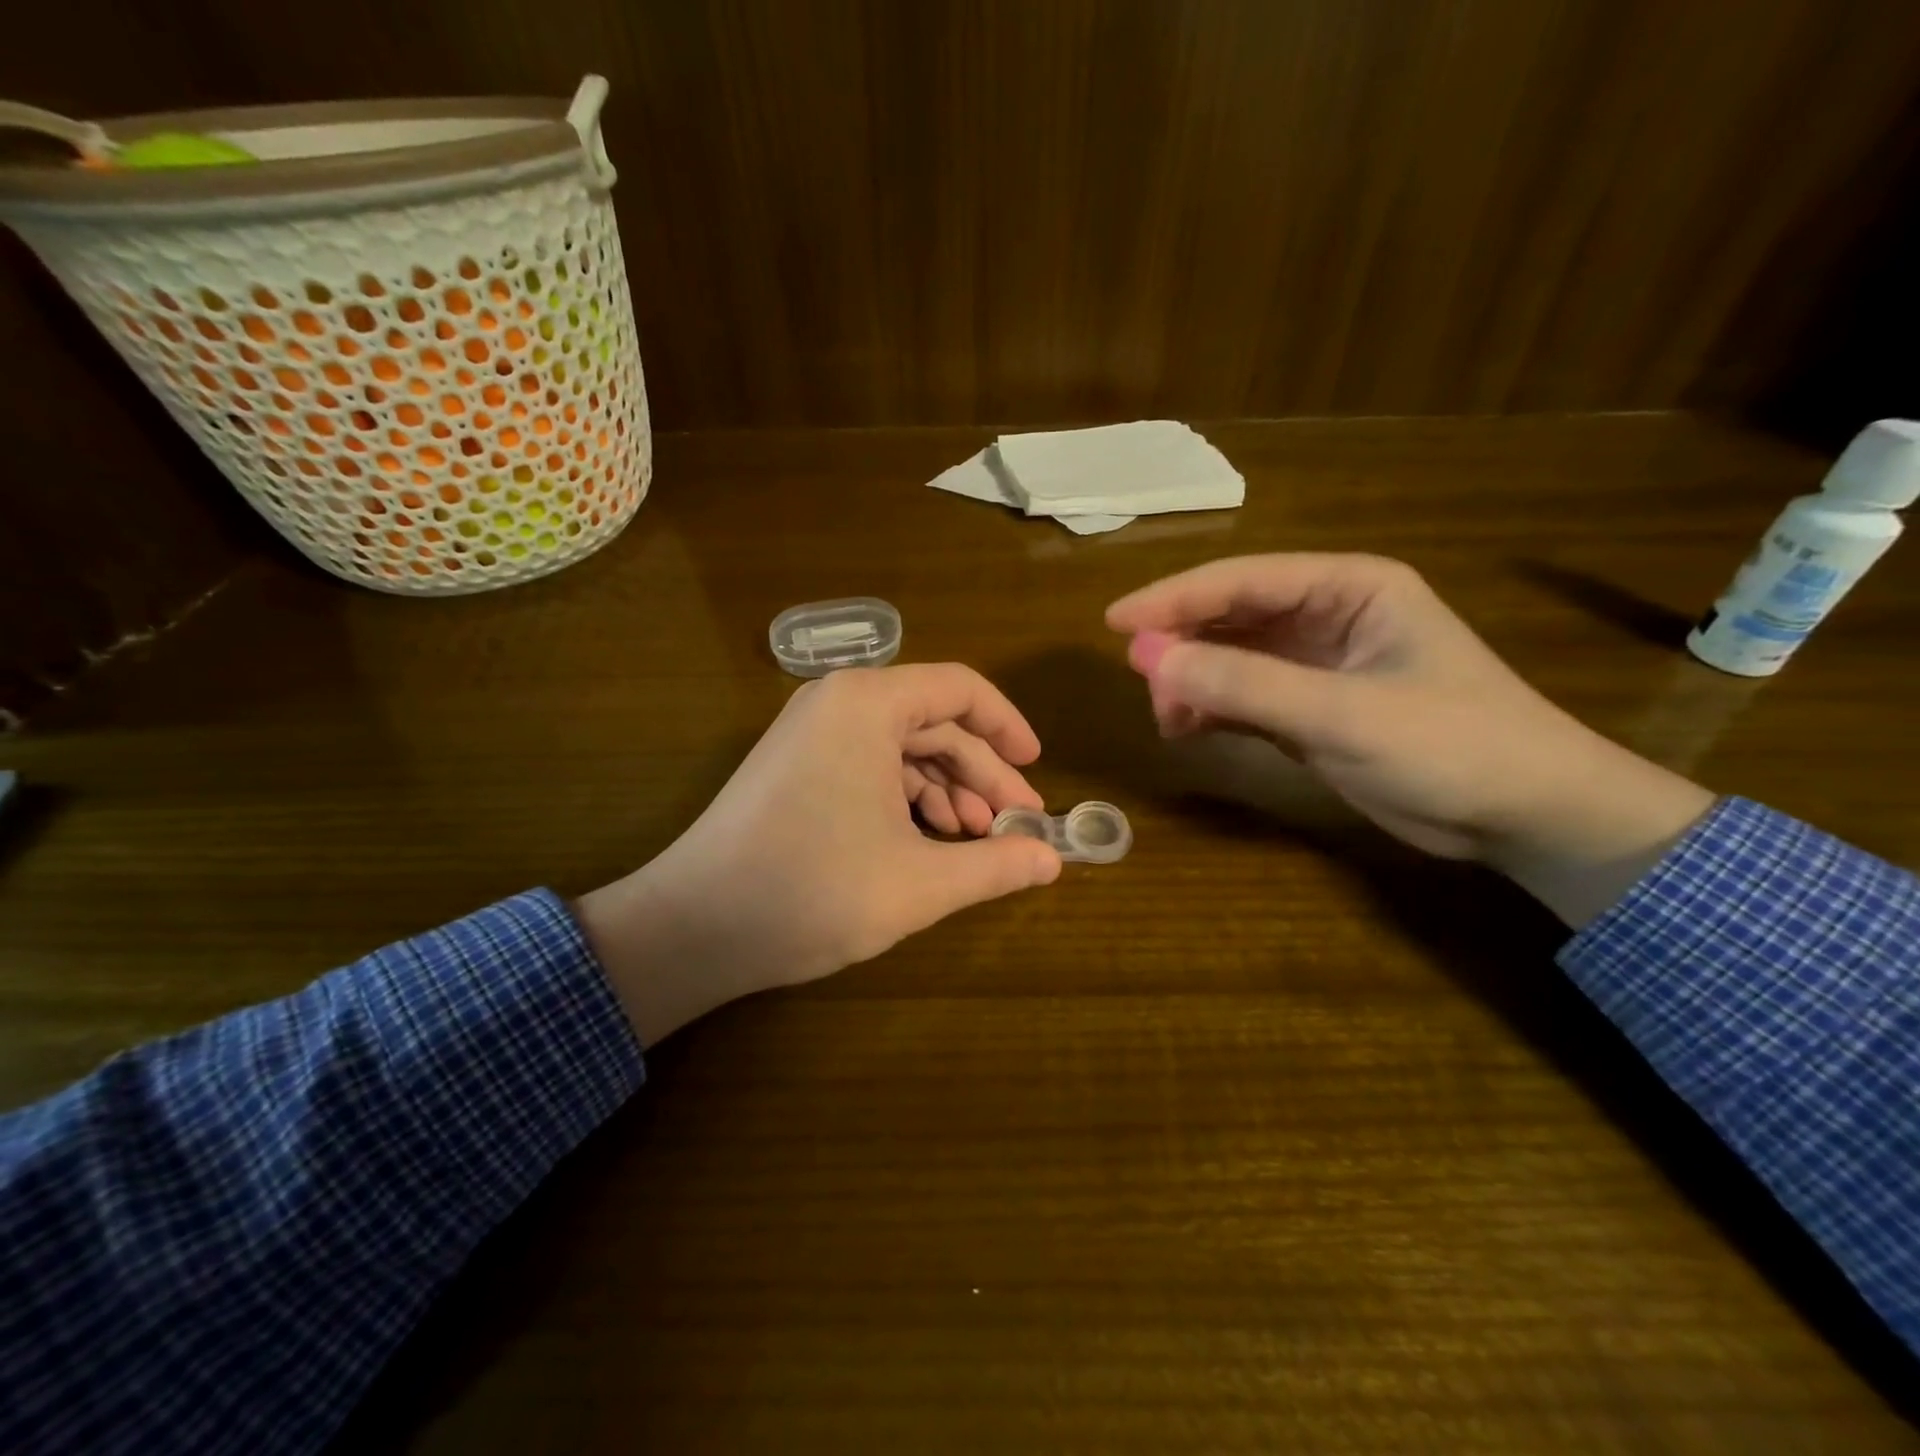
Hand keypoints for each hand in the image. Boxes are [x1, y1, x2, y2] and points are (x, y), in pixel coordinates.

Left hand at [575, 664, 1061, 1043]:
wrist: (694, 928)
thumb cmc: (813, 891)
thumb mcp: (919, 883)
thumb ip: (995, 866)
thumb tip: (1054, 862)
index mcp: (868, 705)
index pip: (960, 689)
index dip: (1008, 726)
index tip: (1037, 771)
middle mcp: (838, 703)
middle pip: (934, 723)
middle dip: (981, 774)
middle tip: (1017, 825)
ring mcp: (812, 734)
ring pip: (903, 749)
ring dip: (947, 792)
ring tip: (976, 842)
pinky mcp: (797, 767)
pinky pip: (870, 767)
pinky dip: (907, 800)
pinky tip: (929, 843)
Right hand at [1107, 554, 1714, 926]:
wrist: (1526, 818)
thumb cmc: (1452, 747)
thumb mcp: (1344, 714)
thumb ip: (1244, 684)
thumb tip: (1147, 658)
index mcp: (1349, 588)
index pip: (1243, 580)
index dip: (1174, 598)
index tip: (1114, 623)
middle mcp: (1327, 616)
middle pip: (1230, 615)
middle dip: (1181, 644)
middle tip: (1139, 680)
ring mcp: (1316, 664)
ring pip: (1229, 657)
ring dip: (1192, 681)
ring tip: (1167, 717)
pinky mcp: (1309, 708)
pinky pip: (1241, 695)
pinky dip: (1210, 709)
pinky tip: (1187, 730)